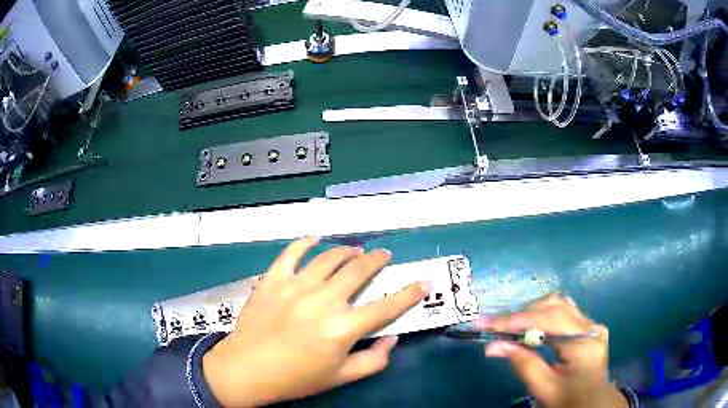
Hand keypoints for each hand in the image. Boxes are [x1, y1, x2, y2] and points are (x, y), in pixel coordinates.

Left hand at [203, 237, 430, 406]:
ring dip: (347, 251)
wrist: (247, 370)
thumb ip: (373, 360)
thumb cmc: (296, 378)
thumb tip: (392, 339)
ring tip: (355, 250)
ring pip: (329, 258)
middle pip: (359, 272)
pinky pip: (292, 252)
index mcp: (343, 328)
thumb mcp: (341, 377)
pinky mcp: (273, 279)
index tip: (424, 282)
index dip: (409, 294)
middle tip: (383, 255)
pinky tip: (315, 239)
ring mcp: (296, 286)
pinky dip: (305, 242)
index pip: (386, 307)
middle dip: (377, 260)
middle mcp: (323, 301)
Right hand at [476, 294, 626, 407]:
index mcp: (584, 341)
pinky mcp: (588, 327)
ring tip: (511, 328)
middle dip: (521, 315)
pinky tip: (532, 329)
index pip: (548, 319)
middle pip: (554, 306)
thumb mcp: (544, 387)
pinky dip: (542, 317)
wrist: (593, 404)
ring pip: (558, 305)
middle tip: (495, 328)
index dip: (514, 320)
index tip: (484, 323)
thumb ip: (522, 363)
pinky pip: (563, 313)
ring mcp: (591, 324)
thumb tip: (491, 346)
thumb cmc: (569, 400)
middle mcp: (591, 325)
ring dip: (532, 313)